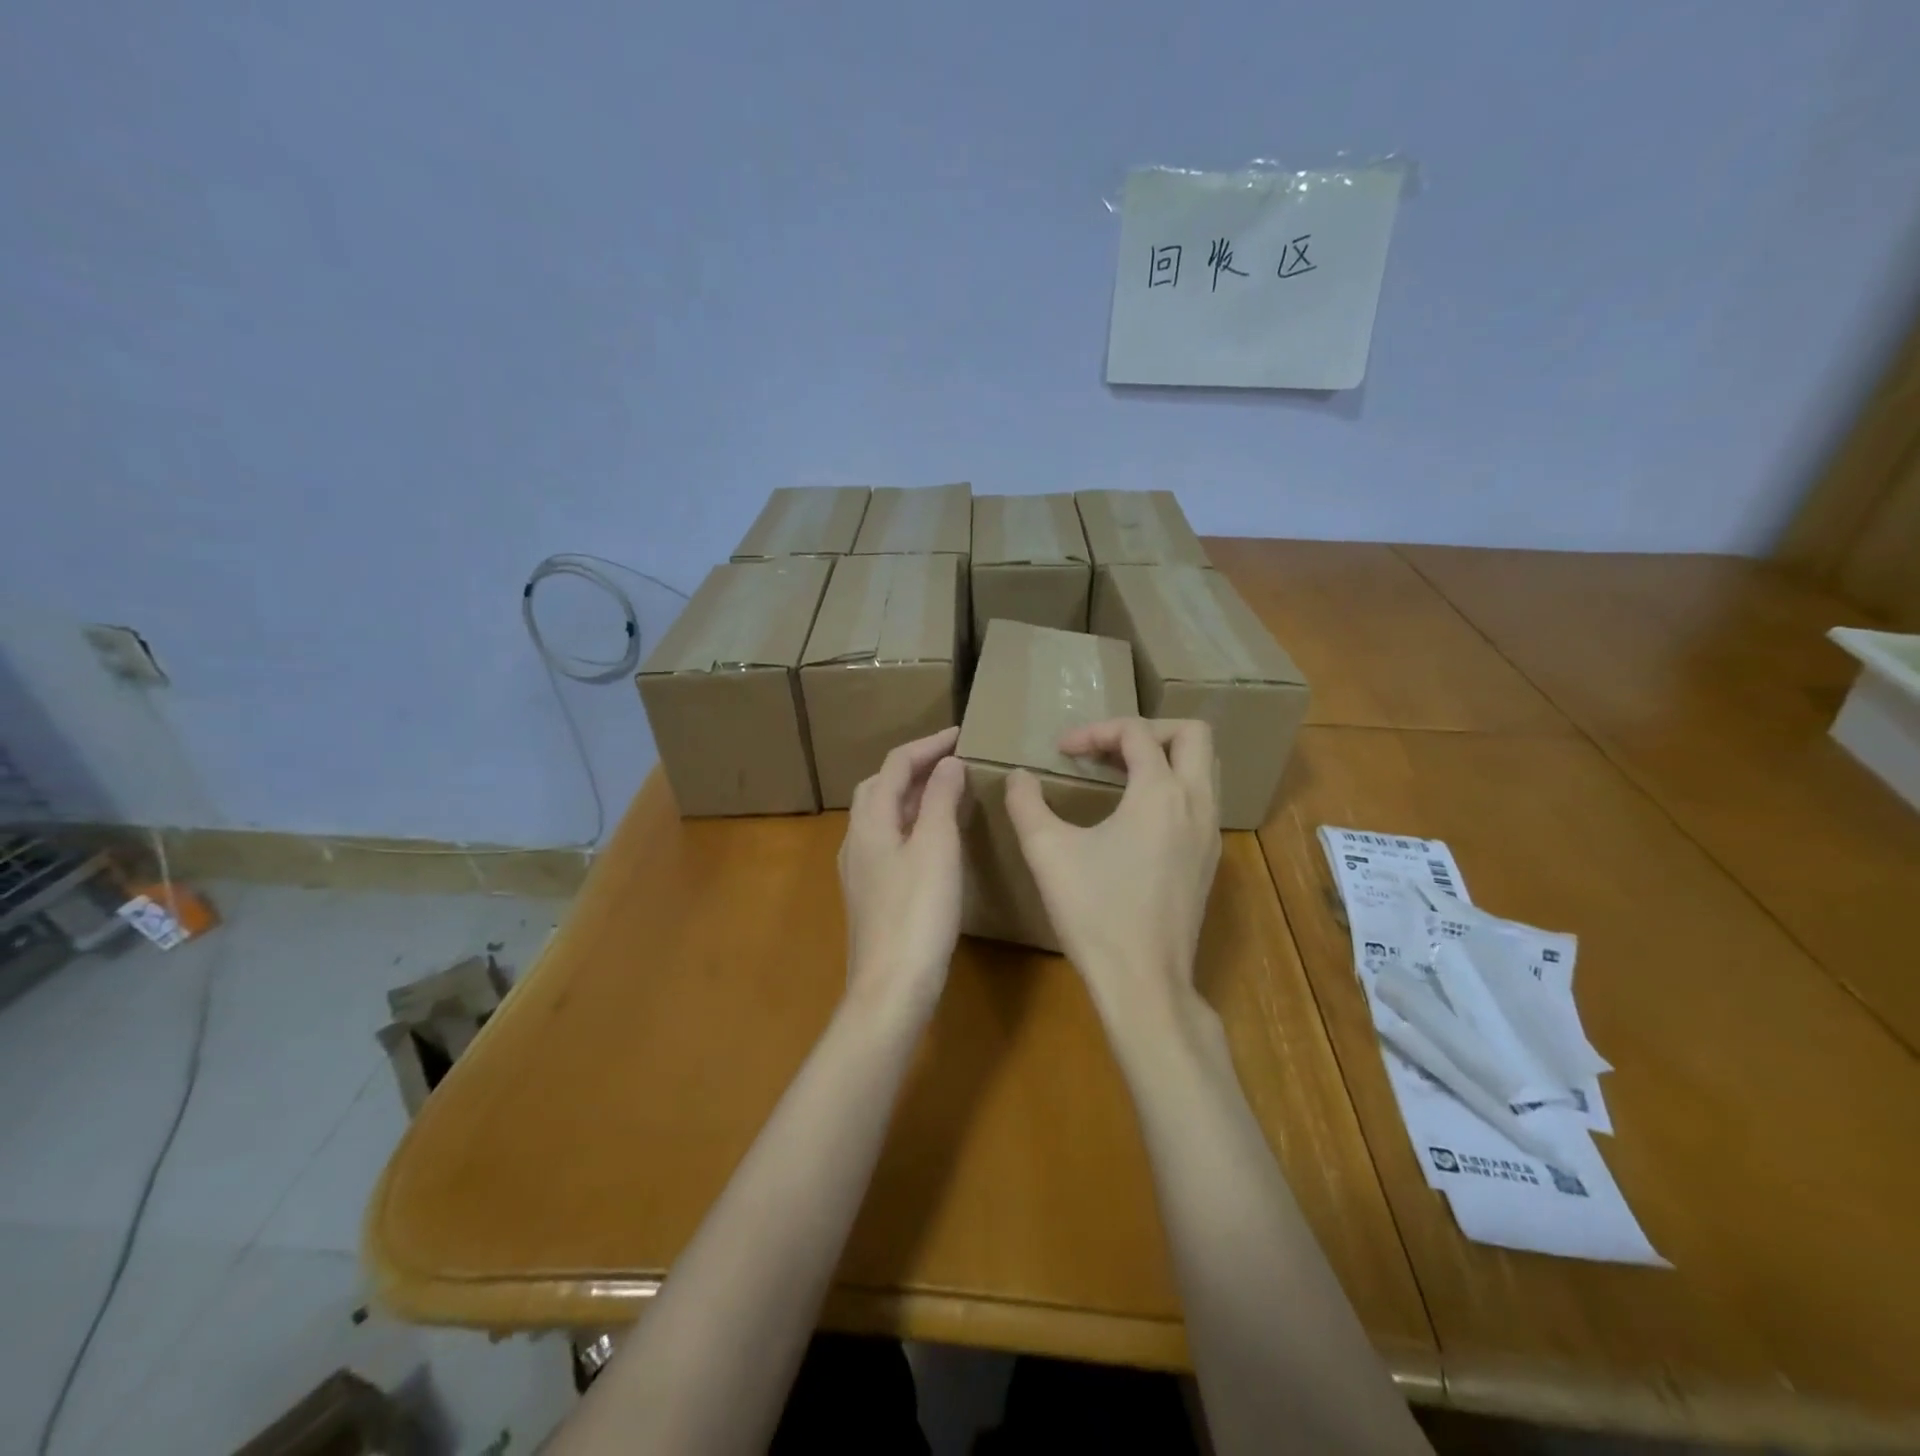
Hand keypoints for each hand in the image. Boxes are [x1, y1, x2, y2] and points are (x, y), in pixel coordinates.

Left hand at [838, 727, 966, 1017]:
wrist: (891, 988)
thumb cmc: (917, 913)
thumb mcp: (937, 848)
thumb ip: (941, 800)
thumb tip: (948, 763)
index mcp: (870, 821)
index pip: (895, 765)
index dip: (927, 745)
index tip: (961, 734)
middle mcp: (857, 839)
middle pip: (881, 786)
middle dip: (914, 767)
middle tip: (953, 762)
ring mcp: (860, 869)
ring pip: (882, 815)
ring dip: (912, 795)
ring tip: (948, 792)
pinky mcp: (870, 893)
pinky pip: (888, 840)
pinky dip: (911, 824)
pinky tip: (933, 840)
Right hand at [1005, 719, 1220, 1021]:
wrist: (1144, 982)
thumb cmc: (1094, 912)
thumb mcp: (1047, 852)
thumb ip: (1026, 803)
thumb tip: (1019, 777)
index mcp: (1160, 793)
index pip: (1136, 732)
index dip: (1095, 731)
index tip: (1061, 751)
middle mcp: (1196, 804)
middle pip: (1192, 735)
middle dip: (1148, 729)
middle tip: (1107, 748)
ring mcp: (1210, 833)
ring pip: (1204, 767)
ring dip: (1164, 756)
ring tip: (1120, 773)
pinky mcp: (1209, 860)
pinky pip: (1201, 800)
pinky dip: (1172, 787)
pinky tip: (1135, 816)